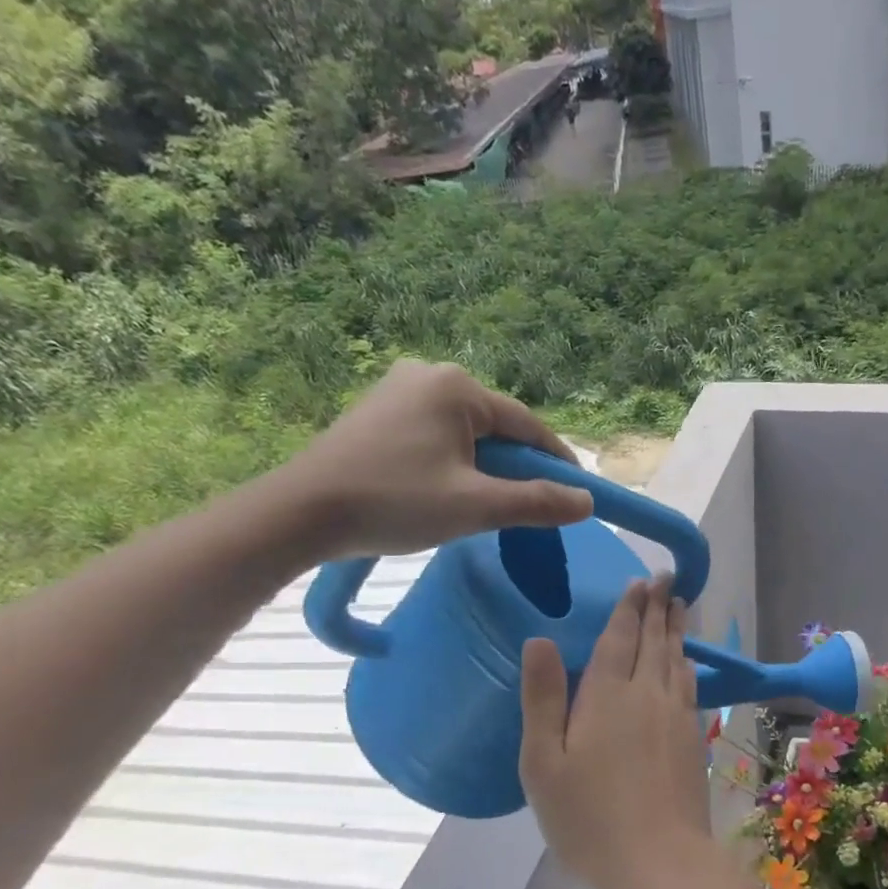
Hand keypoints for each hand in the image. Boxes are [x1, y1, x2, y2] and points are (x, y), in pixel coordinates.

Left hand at [268, 359, 593, 560]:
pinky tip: (445, 490)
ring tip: (483, 504)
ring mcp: (398, 389)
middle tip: (526, 507)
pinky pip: (436, 434)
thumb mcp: (476, 506)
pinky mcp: (377, 411)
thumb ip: (537, 502)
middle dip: (516, 466)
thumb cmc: (394, 502)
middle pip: (496, 426)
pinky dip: (454, 461)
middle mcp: (429, 375)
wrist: (300, 513)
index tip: (577, 492)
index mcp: (457, 387)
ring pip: (466, 432)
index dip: (556, 461)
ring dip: (484, 466)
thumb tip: (587, 501)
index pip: (527, 425)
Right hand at [520, 575, 711, 888]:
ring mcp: (675, 716)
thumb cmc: (588, 816)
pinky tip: (685, 663)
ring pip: (675, 660)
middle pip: (653, 641)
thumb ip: (542, 698)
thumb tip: (539, 640)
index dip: (628, 608)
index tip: (639, 581)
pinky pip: (688, 686)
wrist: (658, 861)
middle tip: (666, 578)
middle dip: (658, 607)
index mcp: (607, 695)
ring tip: (679, 606)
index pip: (619, 638)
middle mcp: (646, 695)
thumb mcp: (544, 762)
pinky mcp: (691, 739)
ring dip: (676, 630)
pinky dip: (686, 664)